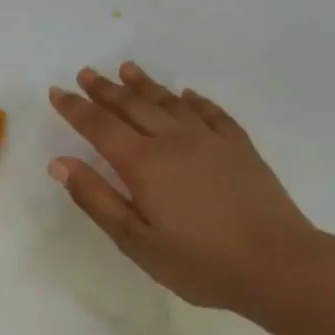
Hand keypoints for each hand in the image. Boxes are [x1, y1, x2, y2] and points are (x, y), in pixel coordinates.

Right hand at [47, 62, 323, 314]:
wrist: (277, 265)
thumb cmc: (198, 261)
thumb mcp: (135, 240)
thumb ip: (96, 198)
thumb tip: (60, 163)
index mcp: (143, 163)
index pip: (99, 126)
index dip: (75, 108)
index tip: (57, 91)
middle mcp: (173, 140)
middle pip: (133, 106)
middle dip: (105, 89)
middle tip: (86, 72)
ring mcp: (210, 140)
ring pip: (170, 102)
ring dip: (145, 85)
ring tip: (127, 69)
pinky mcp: (239, 147)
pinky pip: (211, 113)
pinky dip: (194, 101)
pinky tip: (186, 95)